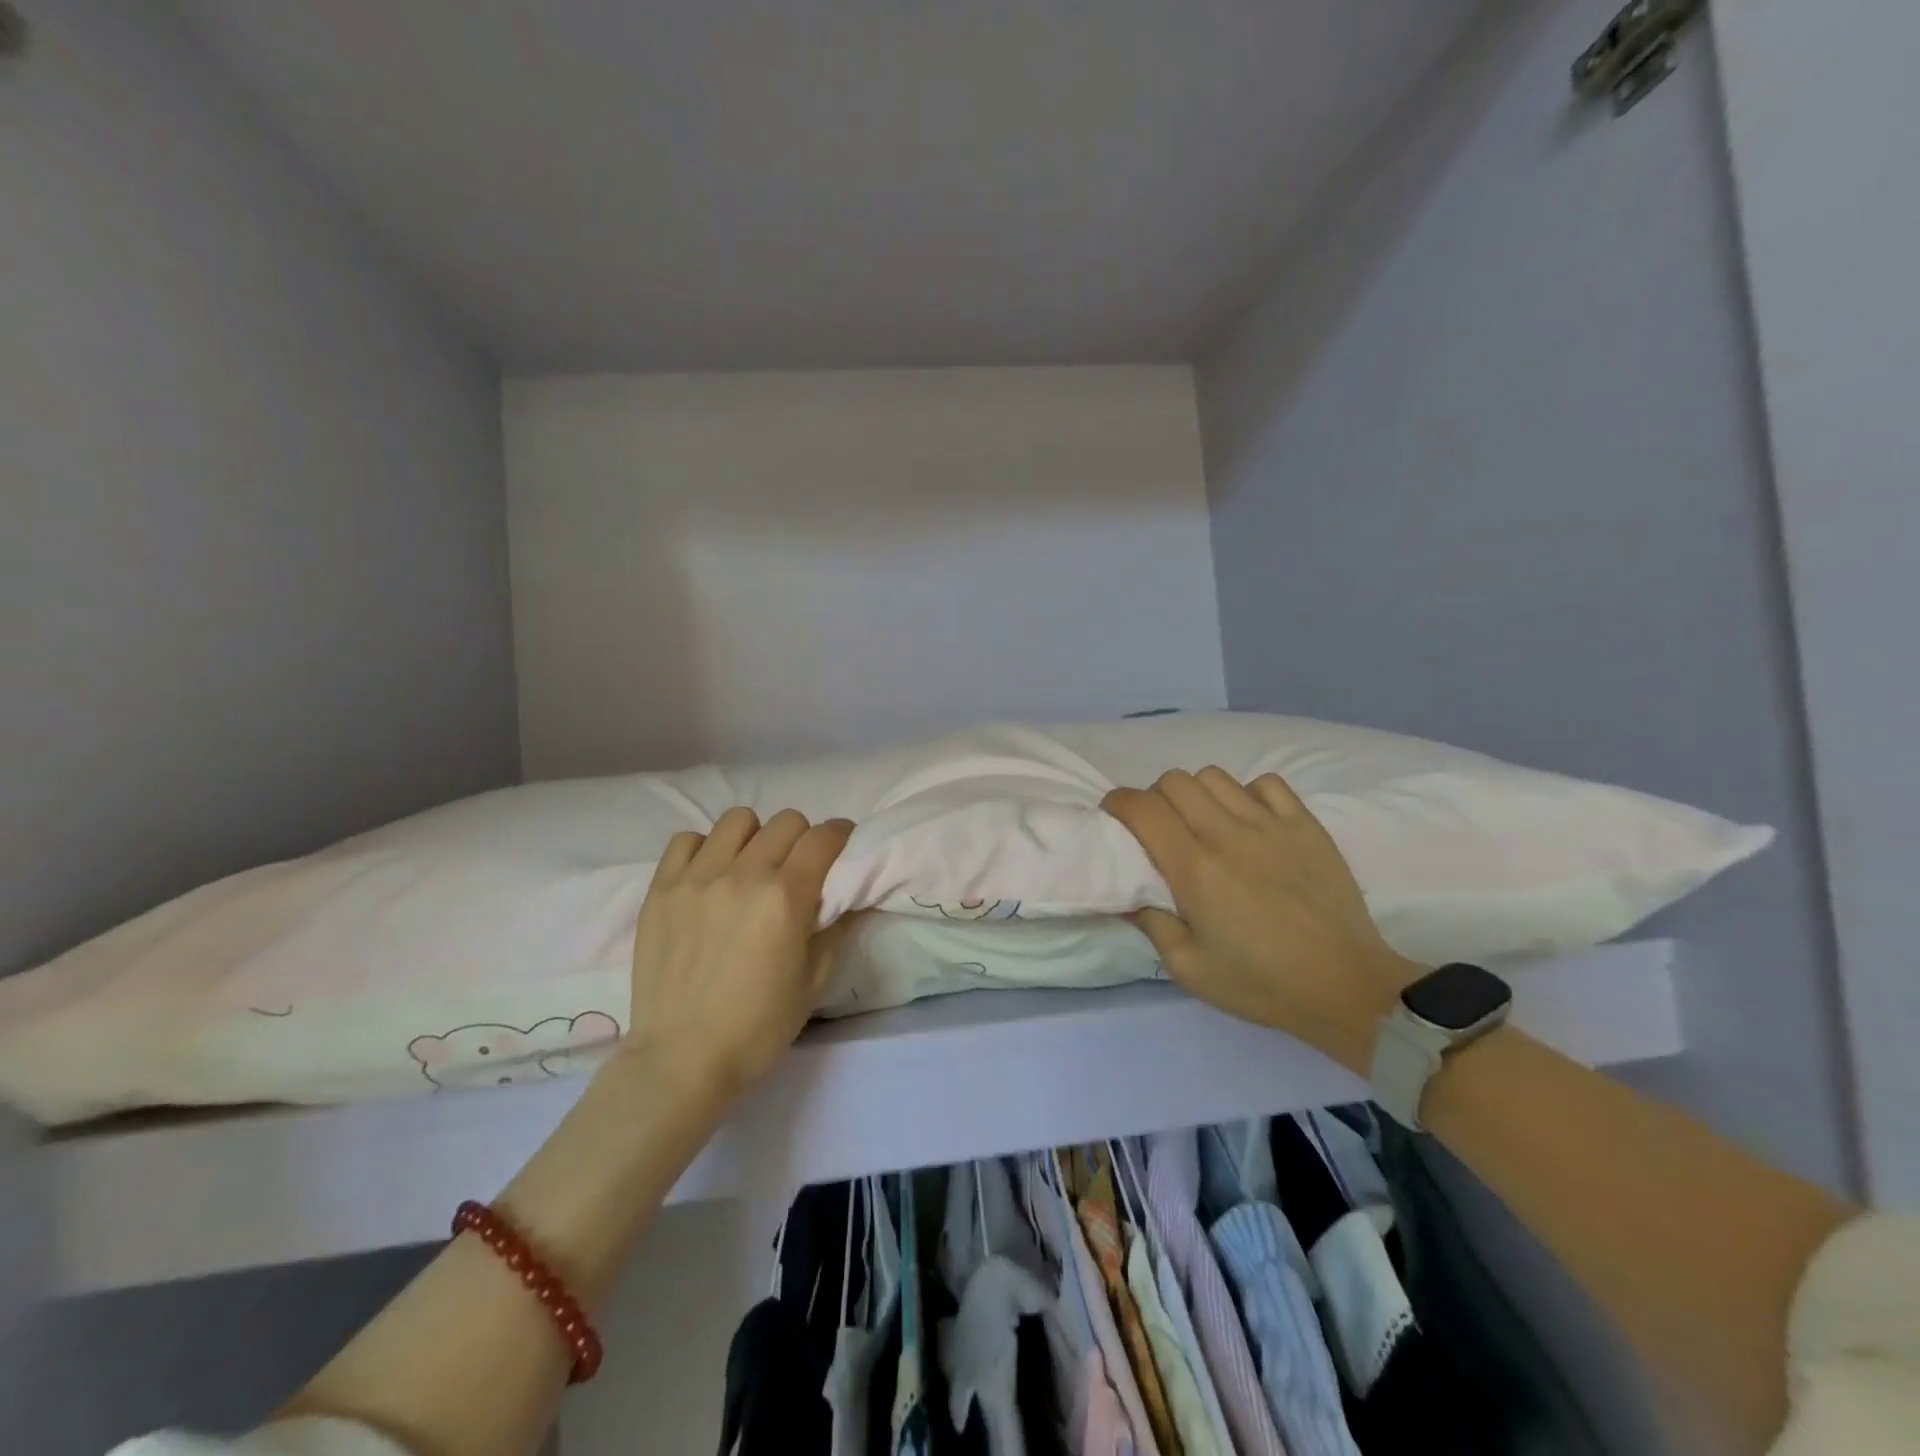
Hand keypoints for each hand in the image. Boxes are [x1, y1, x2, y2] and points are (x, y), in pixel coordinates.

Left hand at [622, 807, 854, 1097]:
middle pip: (786, 822)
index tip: (842, 846)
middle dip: (803, 838)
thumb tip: (851, 896)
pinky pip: (686, 840)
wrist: (681, 1060)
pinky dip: (705, 849)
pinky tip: (709, 876)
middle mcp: (744, 874)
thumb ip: (836, 929)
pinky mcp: (661, 889)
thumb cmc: (758, 1028)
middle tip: (798, 868)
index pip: (823, 837)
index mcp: (786, 897)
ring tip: (751, 866)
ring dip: (755, 837)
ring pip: (738, 820)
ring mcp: (697, 878)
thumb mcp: (814, 983)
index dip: (841, 835)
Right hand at [1103, 769, 1421, 1072]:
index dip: (1118, 802)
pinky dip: (1247, 794)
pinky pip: (1266, 784)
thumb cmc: (1261, 983)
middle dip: (1154, 797)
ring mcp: (1271, 824)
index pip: (1143, 808)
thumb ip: (1152, 925)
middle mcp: (1228, 834)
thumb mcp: (1189, 969)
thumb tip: (1130, 896)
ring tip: (1203, 822)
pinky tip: (1250, 822)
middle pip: (1175, 781)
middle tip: (1159, 826)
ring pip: (1215, 776)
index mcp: (1194, 869)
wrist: (1344, 985)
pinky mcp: (1305, 825)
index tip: (1113, 814)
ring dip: (1197, 793)